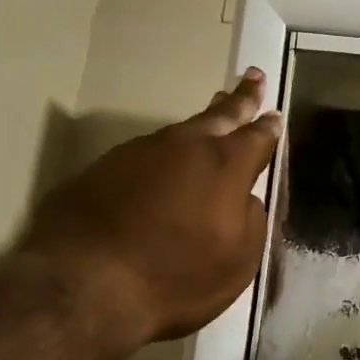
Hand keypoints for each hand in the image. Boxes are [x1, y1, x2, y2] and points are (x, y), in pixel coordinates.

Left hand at [22, 70, 281, 348]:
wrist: (84, 283)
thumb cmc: (176, 277)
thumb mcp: (238, 260)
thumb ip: (251, 220)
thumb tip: (244, 198)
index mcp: (226, 165)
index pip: (257, 137)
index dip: (269, 127)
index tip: (274, 114)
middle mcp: (186, 146)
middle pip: (220, 115)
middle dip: (240, 98)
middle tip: (252, 77)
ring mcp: (141, 151)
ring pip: (180, 131)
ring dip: (199, 125)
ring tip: (212, 117)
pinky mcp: (104, 166)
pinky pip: (146, 153)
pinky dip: (162, 155)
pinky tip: (161, 167)